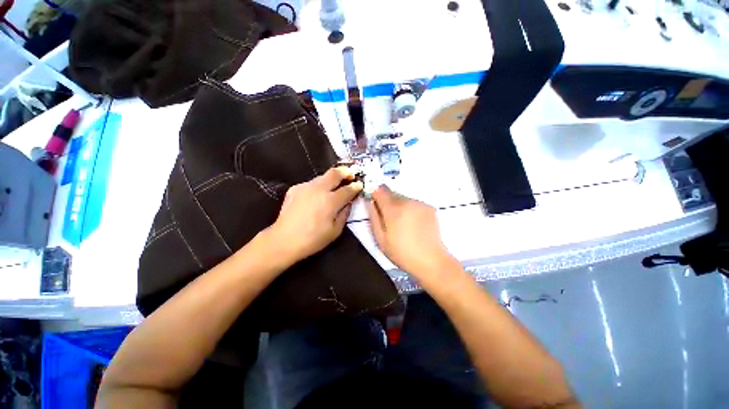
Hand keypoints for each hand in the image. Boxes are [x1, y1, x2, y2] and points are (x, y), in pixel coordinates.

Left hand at [266, 167, 362, 263]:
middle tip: (351, 174)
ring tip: (335, 186)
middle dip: (346, 171)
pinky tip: (317, 196)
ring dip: (332, 179)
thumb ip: (345, 213)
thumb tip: (349, 202)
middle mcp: (318, 189)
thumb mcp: (335, 231)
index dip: (356, 186)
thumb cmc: (313, 239)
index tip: (360, 185)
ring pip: (322, 177)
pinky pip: (311, 184)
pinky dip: (318, 186)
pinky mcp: (295, 188)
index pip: (348, 189)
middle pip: (335, 173)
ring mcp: (305, 187)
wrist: (284, 240)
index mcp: (330, 201)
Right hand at [367, 185, 455, 277]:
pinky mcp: (429, 207)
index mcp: (393, 209)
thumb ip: (374, 217)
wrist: (431, 260)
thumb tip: (371, 203)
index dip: (374, 194)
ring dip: (398, 205)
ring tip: (402, 224)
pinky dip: (410, 209)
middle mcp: (407, 202)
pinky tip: (413, 224)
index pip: (379, 190)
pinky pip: (413, 203)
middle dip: (386, 202)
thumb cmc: (402, 253)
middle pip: (391, 193)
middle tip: (388, 219)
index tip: (375, 204)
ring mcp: (420, 204)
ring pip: (402, 197)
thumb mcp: (380, 239)